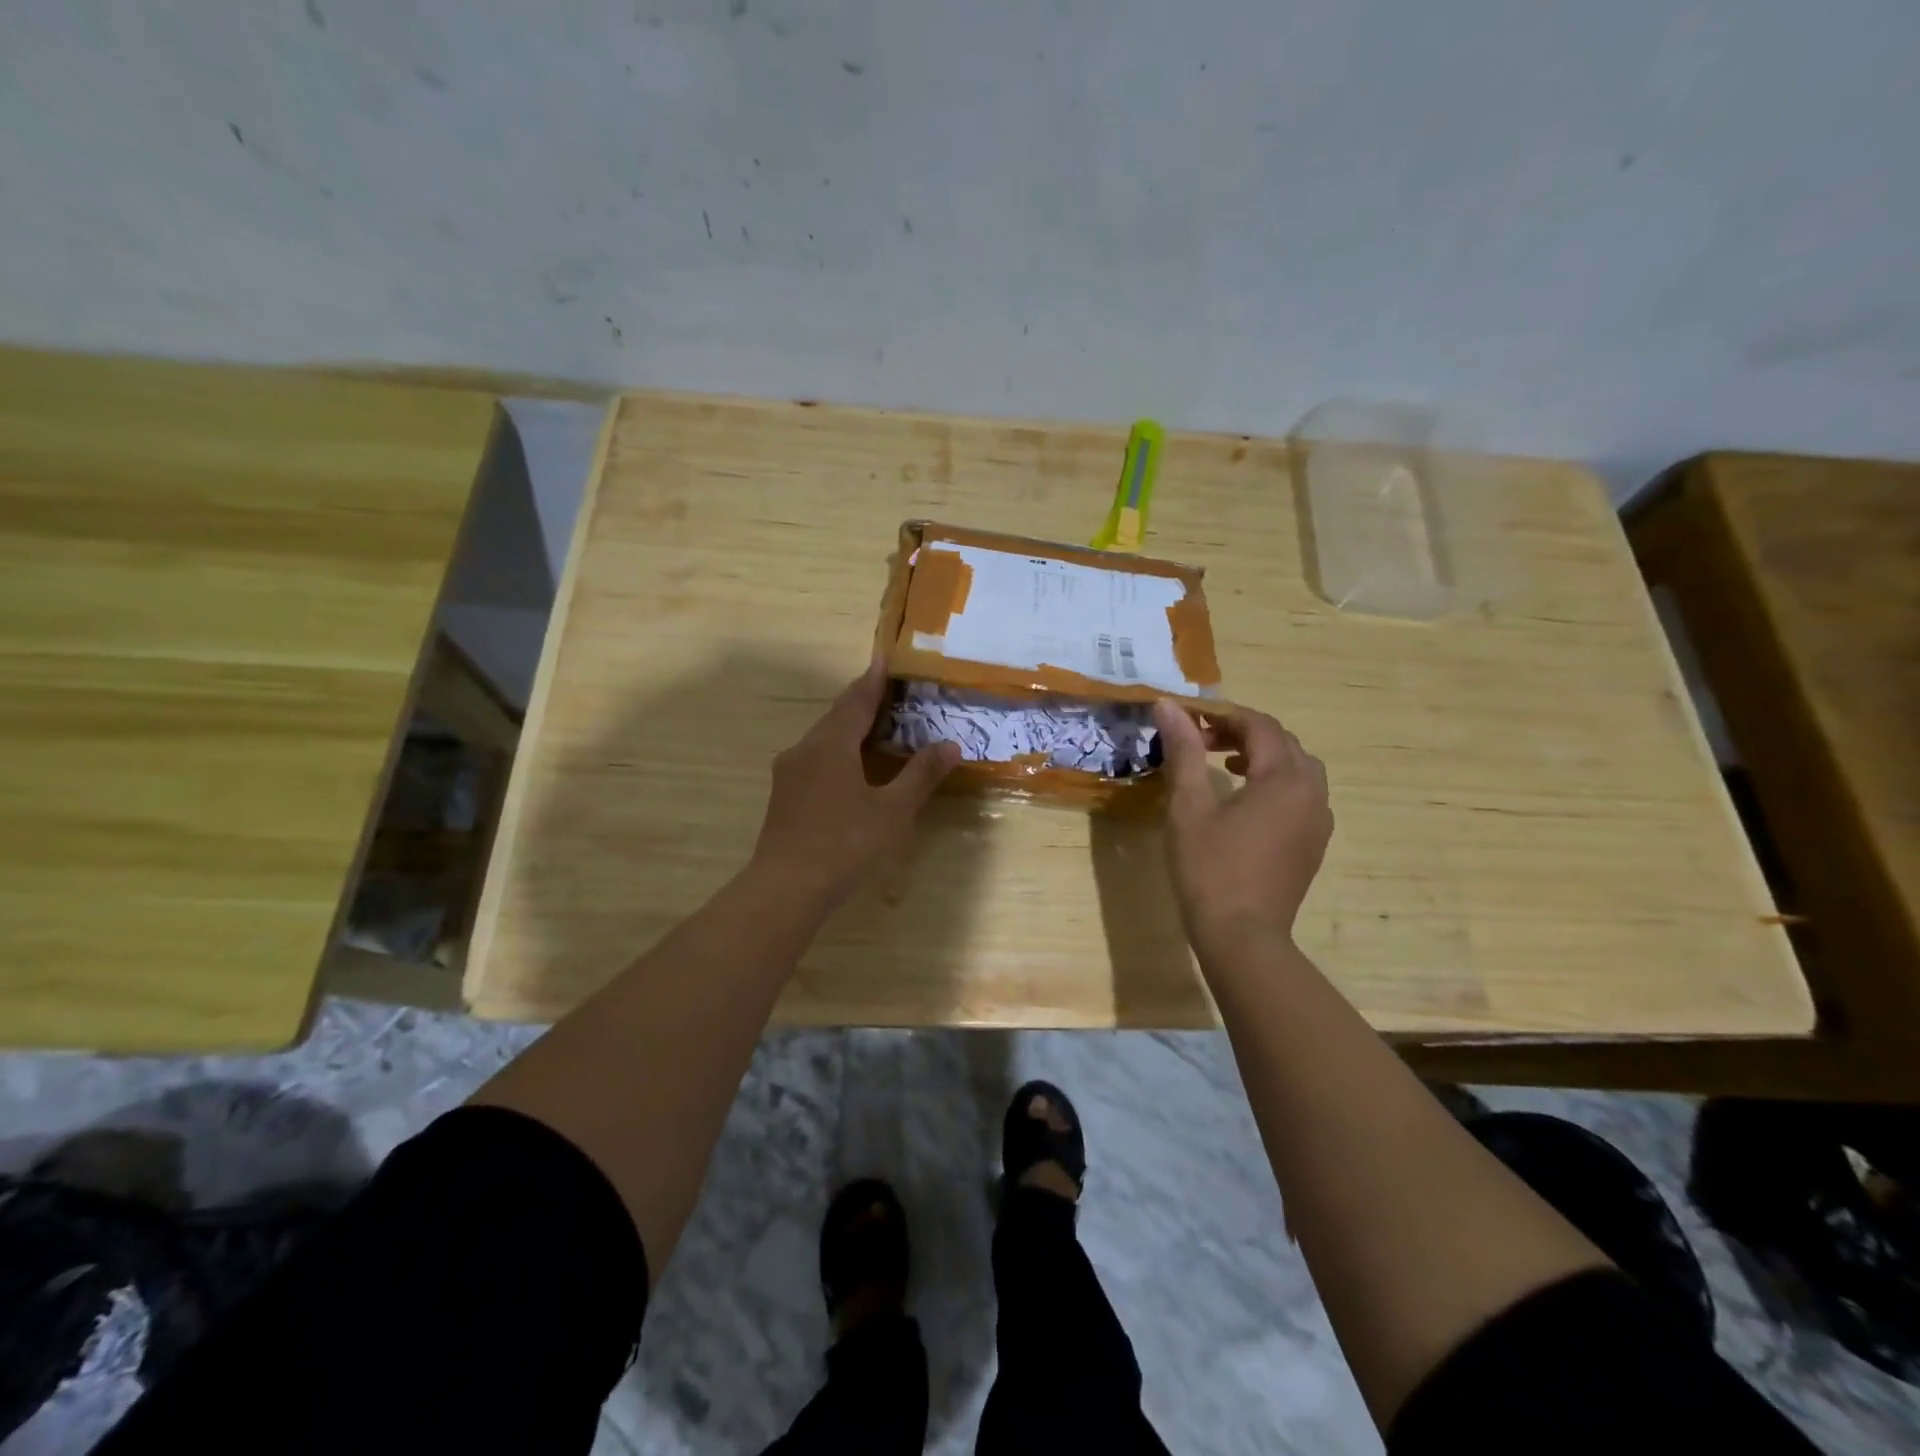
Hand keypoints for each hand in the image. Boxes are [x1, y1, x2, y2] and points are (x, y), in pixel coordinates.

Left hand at [752, 658, 960, 911]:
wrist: (786, 887)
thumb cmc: (844, 844)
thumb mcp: (891, 810)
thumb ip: (920, 775)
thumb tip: (951, 745)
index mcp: (832, 744)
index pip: (856, 700)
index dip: (873, 679)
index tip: (884, 658)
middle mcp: (805, 749)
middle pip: (836, 715)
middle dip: (861, 700)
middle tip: (887, 691)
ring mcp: (789, 772)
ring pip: (822, 737)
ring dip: (847, 726)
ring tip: (872, 725)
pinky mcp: (783, 794)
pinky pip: (814, 757)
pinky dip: (836, 750)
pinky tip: (848, 766)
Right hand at [1151, 701, 1332, 949]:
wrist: (1242, 936)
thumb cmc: (1210, 867)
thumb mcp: (1189, 806)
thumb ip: (1183, 751)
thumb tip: (1168, 706)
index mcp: (1284, 778)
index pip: (1259, 725)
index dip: (1223, 715)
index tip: (1187, 720)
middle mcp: (1312, 792)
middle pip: (1282, 742)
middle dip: (1241, 732)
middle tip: (1200, 741)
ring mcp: (1318, 820)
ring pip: (1297, 768)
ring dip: (1261, 756)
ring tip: (1223, 765)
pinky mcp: (1314, 843)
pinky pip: (1301, 795)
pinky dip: (1275, 782)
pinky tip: (1245, 801)